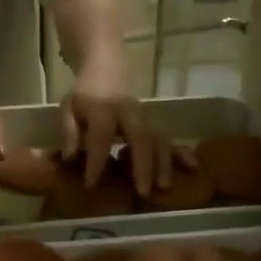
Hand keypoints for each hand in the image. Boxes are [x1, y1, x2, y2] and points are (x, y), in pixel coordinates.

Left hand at [60, 71, 172, 195]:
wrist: (106, 68)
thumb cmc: (85, 94)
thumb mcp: (68, 108)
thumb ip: (68, 131)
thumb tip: (69, 158)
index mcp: (103, 110)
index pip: (101, 137)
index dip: (97, 160)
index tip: (91, 184)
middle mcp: (128, 113)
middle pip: (140, 138)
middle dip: (143, 165)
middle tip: (143, 192)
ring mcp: (144, 117)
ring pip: (159, 139)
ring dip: (163, 163)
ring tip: (164, 186)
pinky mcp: (153, 122)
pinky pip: (169, 137)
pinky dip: (181, 152)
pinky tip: (192, 168)